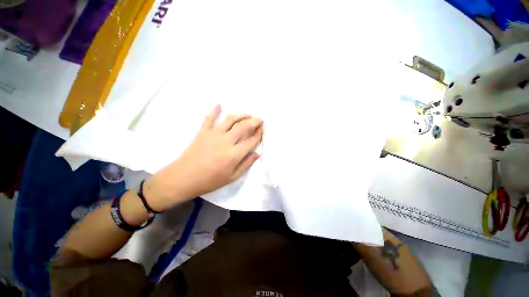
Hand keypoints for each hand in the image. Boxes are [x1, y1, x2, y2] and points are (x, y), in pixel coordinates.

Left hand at [144, 105, 262, 210]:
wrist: (184, 178)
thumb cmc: (210, 180)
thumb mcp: (232, 177)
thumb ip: (246, 164)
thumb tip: (257, 154)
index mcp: (234, 154)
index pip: (251, 141)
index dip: (259, 134)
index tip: (262, 130)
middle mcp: (226, 141)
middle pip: (243, 127)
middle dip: (254, 122)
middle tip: (259, 119)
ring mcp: (214, 134)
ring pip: (230, 120)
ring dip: (240, 115)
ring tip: (247, 115)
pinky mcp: (203, 132)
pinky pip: (209, 118)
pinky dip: (214, 110)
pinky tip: (219, 105)